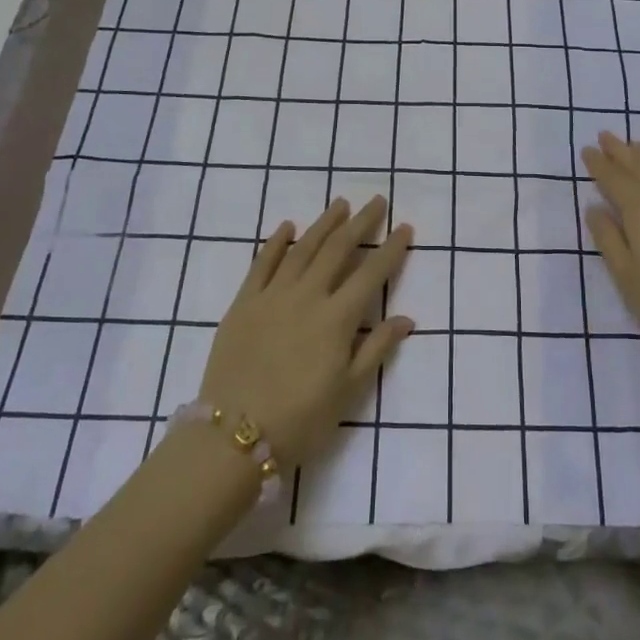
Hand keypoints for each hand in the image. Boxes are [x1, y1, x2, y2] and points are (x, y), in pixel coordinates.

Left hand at [199, 196, 413, 466]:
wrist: (233, 438)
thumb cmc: (300, 420)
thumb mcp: (348, 392)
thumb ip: (376, 349)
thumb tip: (406, 318)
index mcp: (337, 318)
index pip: (372, 274)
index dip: (391, 249)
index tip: (404, 227)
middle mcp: (308, 296)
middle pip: (338, 249)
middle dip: (361, 223)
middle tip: (376, 201)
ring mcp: (273, 295)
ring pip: (303, 248)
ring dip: (324, 223)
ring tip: (340, 204)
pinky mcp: (244, 302)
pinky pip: (261, 263)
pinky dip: (275, 242)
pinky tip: (287, 226)